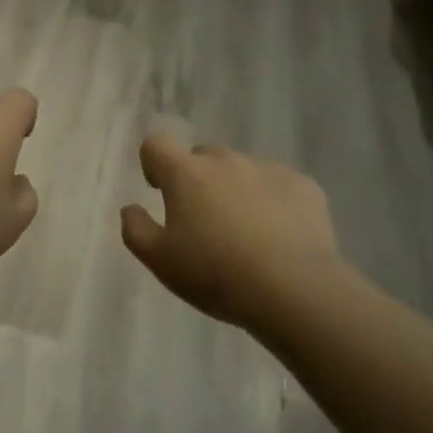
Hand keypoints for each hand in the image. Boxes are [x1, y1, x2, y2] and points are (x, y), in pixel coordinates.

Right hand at [121, 131, 342, 333]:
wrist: (295, 288)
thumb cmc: (217, 273)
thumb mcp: (161, 262)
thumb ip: (136, 230)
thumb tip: (130, 208)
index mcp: (186, 172)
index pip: (157, 144)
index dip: (153, 162)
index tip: (159, 189)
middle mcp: (224, 160)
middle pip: (202, 157)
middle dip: (198, 180)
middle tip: (205, 222)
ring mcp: (266, 168)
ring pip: (241, 171)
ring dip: (236, 191)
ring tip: (247, 235)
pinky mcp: (303, 185)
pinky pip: (279, 186)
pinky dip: (274, 203)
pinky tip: (281, 238)